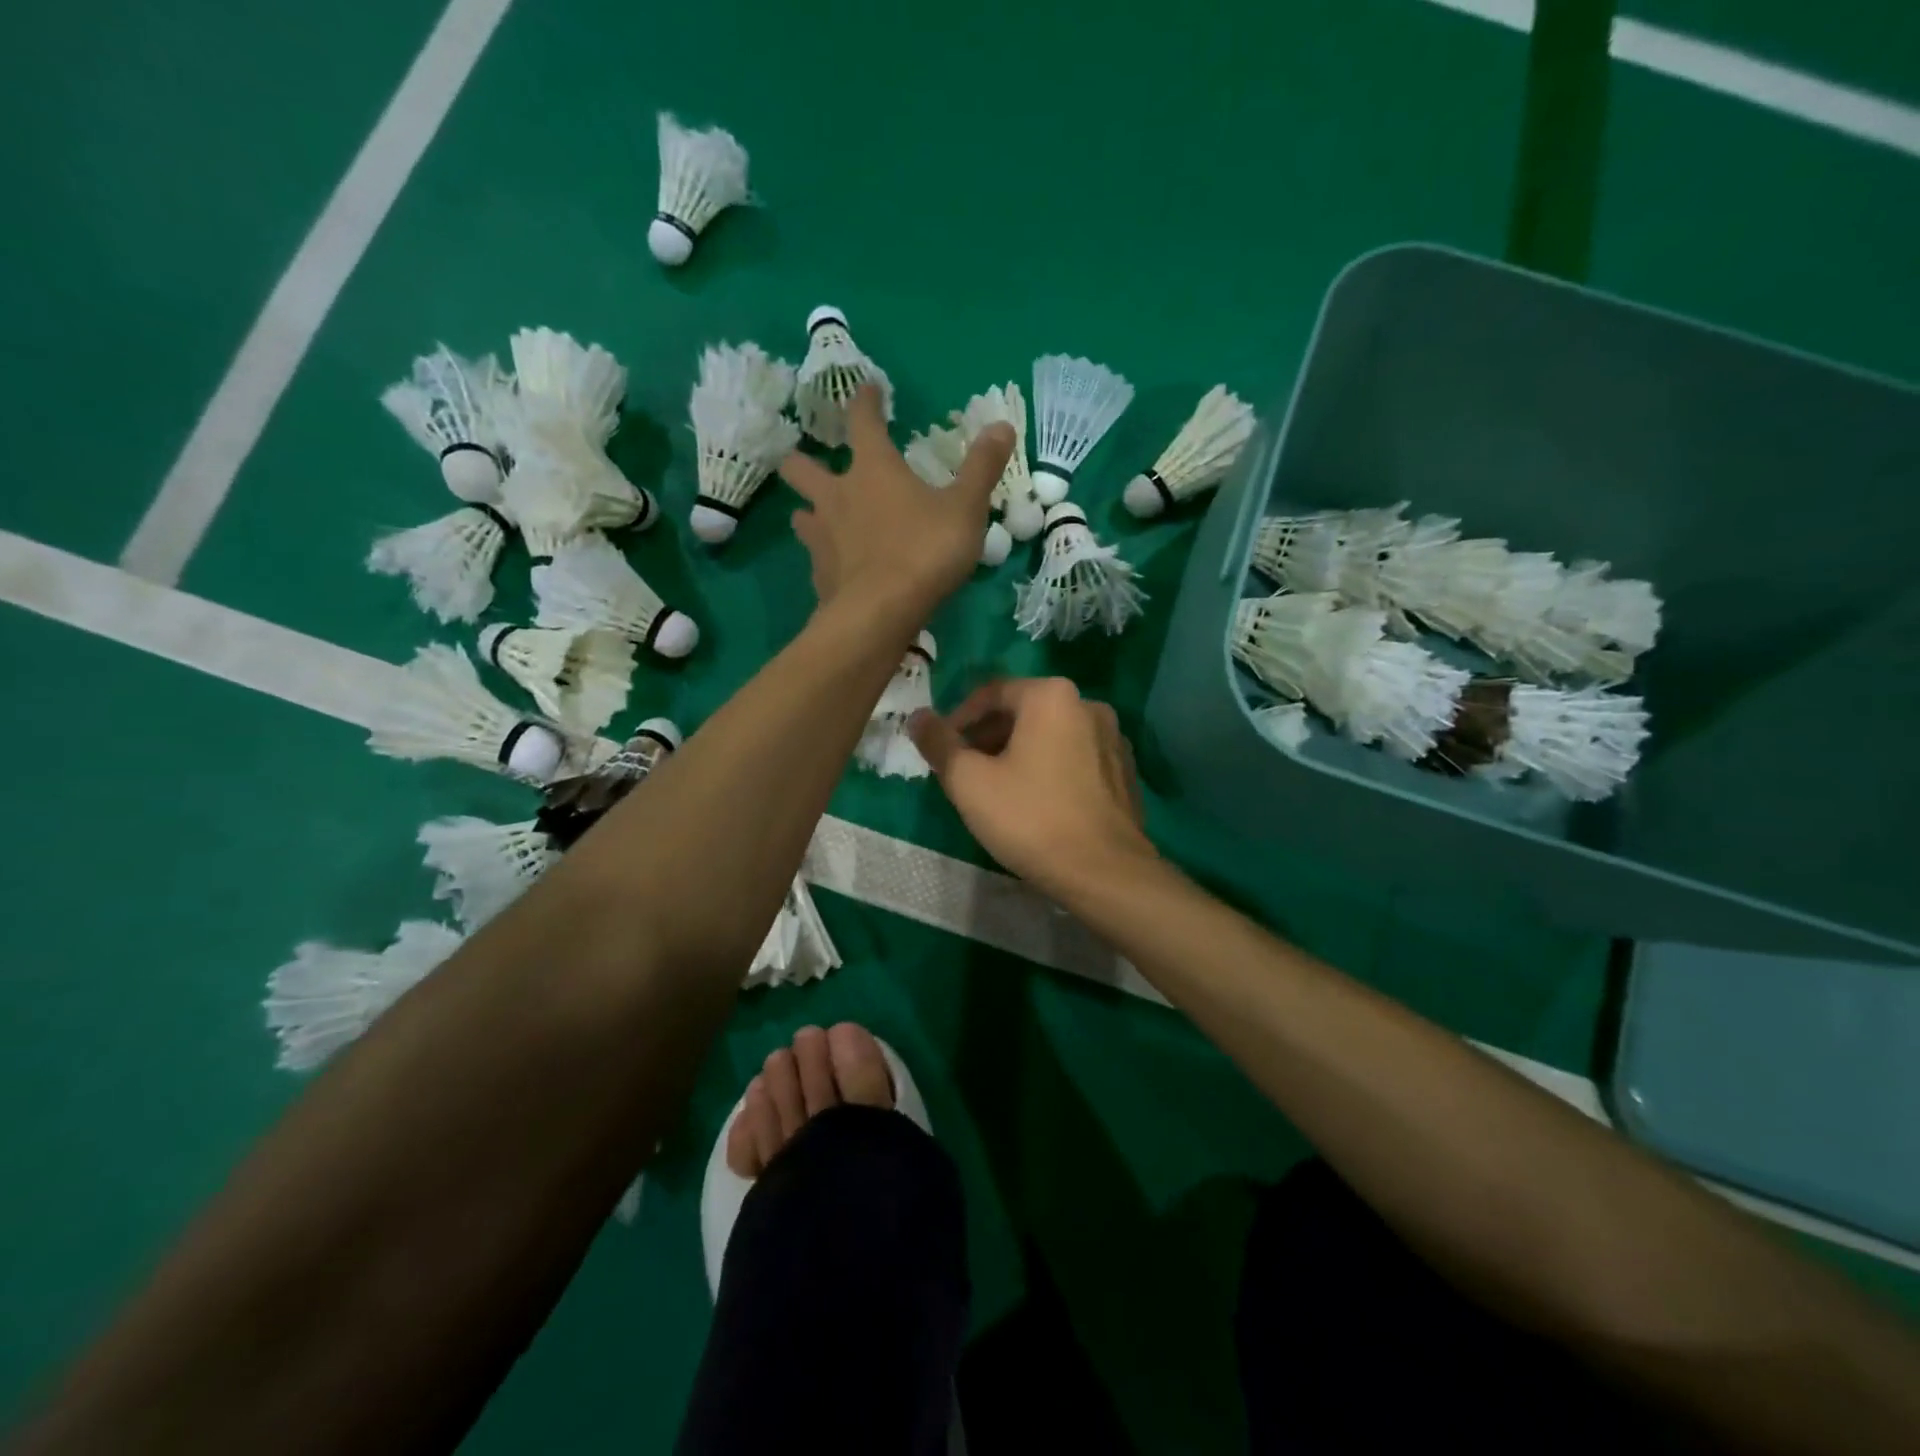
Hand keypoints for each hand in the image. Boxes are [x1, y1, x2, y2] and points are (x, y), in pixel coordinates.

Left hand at [781, 387, 1011, 620]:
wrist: (881, 613)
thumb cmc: (925, 551)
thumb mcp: (965, 508)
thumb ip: (982, 467)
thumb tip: (1001, 424)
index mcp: (872, 469)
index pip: (862, 421)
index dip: (864, 401)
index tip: (867, 390)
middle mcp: (837, 496)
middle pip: (801, 467)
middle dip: (803, 461)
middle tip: (814, 464)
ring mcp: (822, 537)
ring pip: (800, 514)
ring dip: (808, 511)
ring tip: (820, 517)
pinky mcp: (819, 575)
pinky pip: (816, 559)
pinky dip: (825, 559)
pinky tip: (838, 568)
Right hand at [908, 678, 1156, 901]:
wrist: (1105, 872)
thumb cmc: (1031, 818)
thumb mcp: (969, 782)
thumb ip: (938, 743)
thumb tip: (918, 717)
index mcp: (1051, 696)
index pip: (991, 693)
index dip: (958, 719)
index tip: (941, 749)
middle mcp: (1088, 705)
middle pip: (1023, 712)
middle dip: (988, 738)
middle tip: (964, 771)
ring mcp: (1113, 739)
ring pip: (1050, 736)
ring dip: (1018, 753)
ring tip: (996, 789)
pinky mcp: (1124, 771)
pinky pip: (1075, 758)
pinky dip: (1049, 769)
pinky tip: (1036, 803)